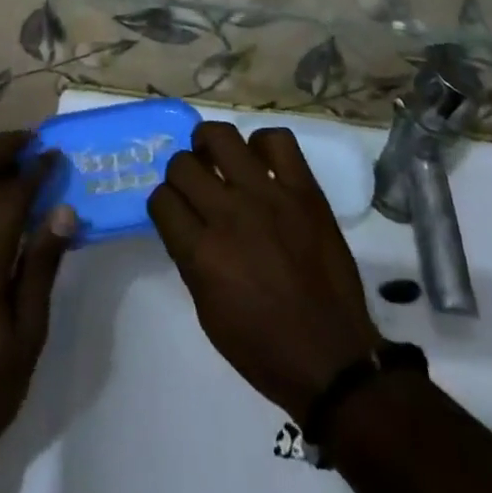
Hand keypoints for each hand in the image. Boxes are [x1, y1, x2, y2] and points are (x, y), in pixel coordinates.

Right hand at [150, 122, 381, 420]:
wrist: (330, 356)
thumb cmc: (262, 346)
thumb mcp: (208, 311)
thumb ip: (191, 258)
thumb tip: (187, 221)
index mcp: (202, 254)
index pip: (161, 200)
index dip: (164, 203)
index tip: (174, 209)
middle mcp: (229, 214)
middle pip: (183, 164)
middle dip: (182, 172)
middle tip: (196, 183)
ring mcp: (268, 195)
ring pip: (222, 136)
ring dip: (211, 144)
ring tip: (218, 156)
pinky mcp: (303, 189)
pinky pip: (277, 140)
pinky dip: (263, 144)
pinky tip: (261, 162)